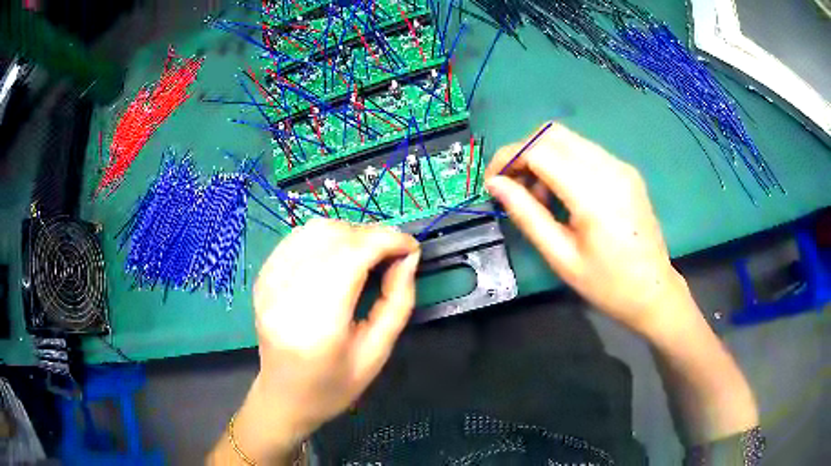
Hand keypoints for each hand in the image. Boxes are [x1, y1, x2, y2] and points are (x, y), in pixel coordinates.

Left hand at [233, 219, 419, 461]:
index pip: (352, 256)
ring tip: (368, 254)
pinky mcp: (262, 277)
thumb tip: (408, 257)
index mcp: (318, 324)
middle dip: (372, 235)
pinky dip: (326, 238)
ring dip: (349, 233)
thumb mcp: (377, 353)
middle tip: (393, 253)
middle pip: (333, 237)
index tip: (411, 248)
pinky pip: (297, 239)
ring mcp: (268, 283)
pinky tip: (339, 256)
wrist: (284, 397)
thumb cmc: (334, 386)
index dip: (387, 241)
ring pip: (314, 230)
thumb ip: (397, 302)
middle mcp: (286, 295)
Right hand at [485, 123, 690, 338]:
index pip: (539, 150)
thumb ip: (527, 215)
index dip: (507, 157)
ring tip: (538, 195)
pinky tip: (562, 192)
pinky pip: (584, 151)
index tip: (491, 181)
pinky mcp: (626, 170)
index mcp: (593, 193)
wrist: (653, 291)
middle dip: (522, 151)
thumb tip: (495, 185)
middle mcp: (609, 168)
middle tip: (511, 184)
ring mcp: (621, 166)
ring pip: (568, 138)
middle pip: (552, 132)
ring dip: (542, 156)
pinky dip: (562, 161)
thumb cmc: (607, 284)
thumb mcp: (561, 257)